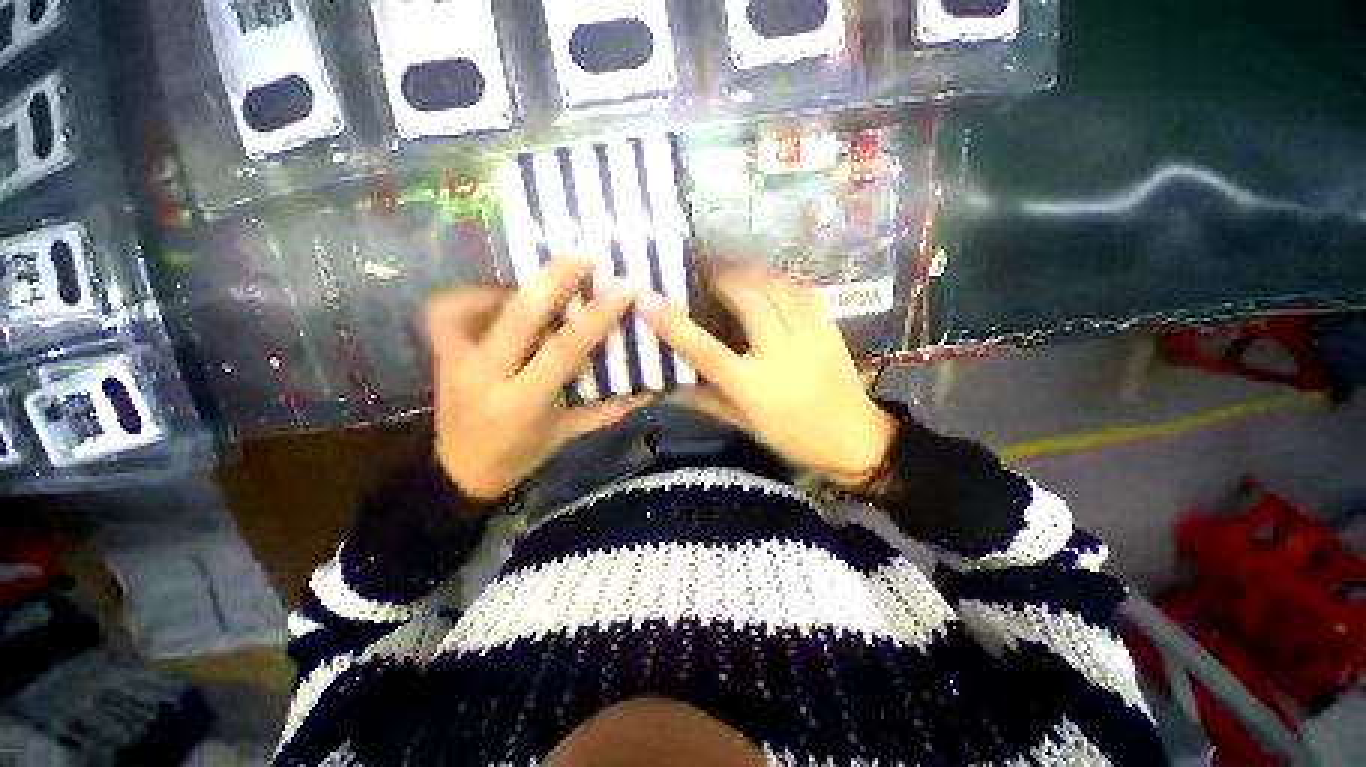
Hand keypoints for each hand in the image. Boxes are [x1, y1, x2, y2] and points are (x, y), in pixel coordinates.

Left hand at [427, 257, 644, 500]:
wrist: (456, 472)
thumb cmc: (518, 456)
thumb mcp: (564, 436)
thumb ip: (604, 412)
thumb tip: (644, 391)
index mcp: (523, 401)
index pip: (563, 351)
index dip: (595, 317)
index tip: (623, 287)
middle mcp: (485, 376)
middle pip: (517, 316)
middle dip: (553, 278)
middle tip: (584, 251)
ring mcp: (454, 361)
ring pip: (469, 304)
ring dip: (507, 284)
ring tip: (539, 281)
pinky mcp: (439, 354)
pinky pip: (447, 310)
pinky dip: (474, 296)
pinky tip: (501, 298)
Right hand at [639, 269, 895, 486]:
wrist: (855, 439)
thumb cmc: (794, 438)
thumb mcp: (745, 424)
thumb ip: (706, 401)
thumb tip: (670, 387)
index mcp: (752, 385)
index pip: (705, 349)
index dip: (674, 323)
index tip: (647, 299)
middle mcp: (779, 353)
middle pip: (745, 299)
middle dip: (720, 278)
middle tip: (702, 272)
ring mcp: (808, 336)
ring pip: (776, 287)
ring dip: (750, 273)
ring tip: (732, 270)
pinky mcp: (829, 327)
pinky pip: (803, 291)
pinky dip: (782, 280)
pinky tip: (770, 281)